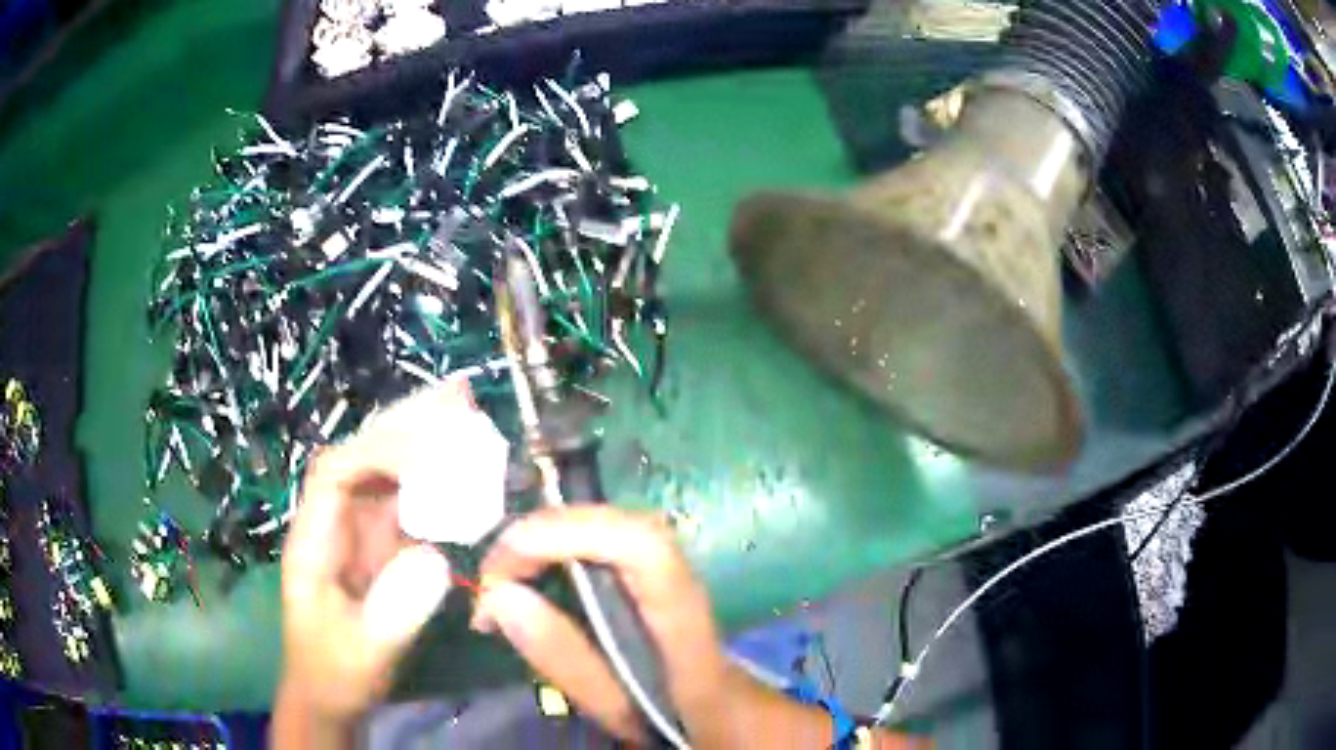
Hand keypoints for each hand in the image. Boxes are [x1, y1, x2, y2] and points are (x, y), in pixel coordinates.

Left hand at [277, 385, 460, 725]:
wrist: (329, 692)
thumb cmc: (335, 673)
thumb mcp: (363, 654)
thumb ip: (393, 613)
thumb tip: (435, 559)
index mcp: (313, 539)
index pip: (335, 473)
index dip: (379, 452)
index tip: (432, 452)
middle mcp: (333, 521)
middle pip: (362, 457)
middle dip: (404, 427)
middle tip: (457, 397)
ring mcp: (357, 532)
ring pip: (386, 474)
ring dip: (422, 444)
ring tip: (467, 415)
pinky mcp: (380, 547)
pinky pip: (407, 504)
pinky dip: (435, 483)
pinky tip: (466, 472)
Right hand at [472, 506, 738, 744]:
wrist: (727, 713)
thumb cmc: (676, 718)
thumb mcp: (616, 707)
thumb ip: (564, 658)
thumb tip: (500, 596)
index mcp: (682, 620)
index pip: (642, 547)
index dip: (570, 533)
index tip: (507, 562)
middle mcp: (682, 578)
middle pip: (617, 524)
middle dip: (541, 536)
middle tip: (490, 581)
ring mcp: (672, 567)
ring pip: (605, 525)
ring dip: (543, 539)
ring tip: (500, 581)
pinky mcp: (653, 570)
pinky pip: (600, 540)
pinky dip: (555, 548)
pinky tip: (528, 577)